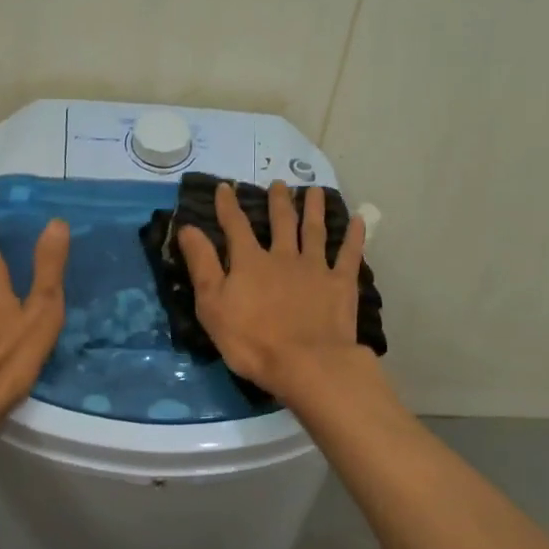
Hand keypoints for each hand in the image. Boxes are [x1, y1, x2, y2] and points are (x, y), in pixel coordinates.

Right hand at [177, 181, 369, 401]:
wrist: (306, 363)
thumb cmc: (252, 341)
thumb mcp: (213, 305)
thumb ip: (202, 265)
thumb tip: (188, 227)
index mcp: (250, 262)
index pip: (236, 227)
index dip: (228, 206)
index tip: (225, 187)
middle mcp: (284, 256)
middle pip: (281, 223)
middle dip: (278, 202)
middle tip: (278, 184)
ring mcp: (316, 268)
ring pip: (314, 231)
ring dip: (314, 209)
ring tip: (314, 191)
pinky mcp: (341, 285)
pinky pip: (349, 254)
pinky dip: (355, 236)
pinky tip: (360, 220)